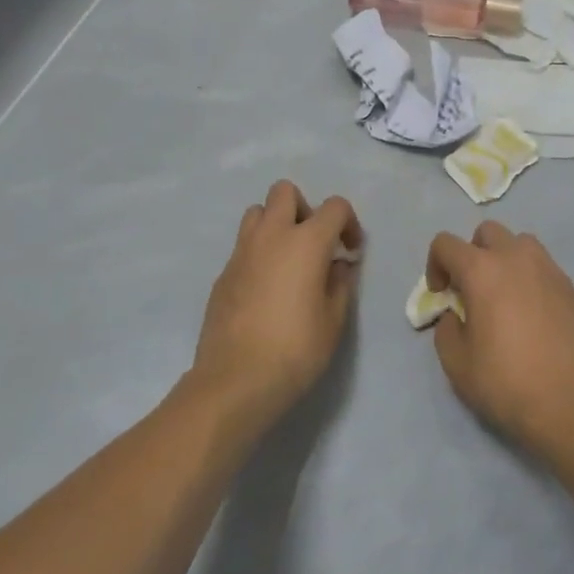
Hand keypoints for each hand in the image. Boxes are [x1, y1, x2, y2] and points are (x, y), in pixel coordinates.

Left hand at [190, 181, 361, 434]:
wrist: (235, 381)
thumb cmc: (295, 350)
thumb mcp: (334, 320)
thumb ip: (340, 284)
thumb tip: (336, 265)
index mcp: (305, 242)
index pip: (334, 206)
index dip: (349, 224)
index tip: (351, 252)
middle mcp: (271, 236)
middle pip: (285, 192)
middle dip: (304, 209)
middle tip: (314, 244)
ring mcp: (241, 253)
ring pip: (257, 212)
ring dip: (276, 225)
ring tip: (288, 260)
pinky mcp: (222, 274)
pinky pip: (243, 246)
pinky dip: (259, 253)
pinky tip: (266, 289)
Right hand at [424, 222, 573, 463]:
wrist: (572, 404)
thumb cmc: (507, 383)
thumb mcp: (457, 363)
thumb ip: (447, 328)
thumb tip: (457, 314)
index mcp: (482, 270)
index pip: (446, 243)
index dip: (435, 265)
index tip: (441, 295)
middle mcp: (516, 258)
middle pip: (487, 232)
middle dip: (472, 254)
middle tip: (472, 290)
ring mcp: (549, 269)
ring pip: (520, 243)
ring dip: (504, 259)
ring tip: (503, 296)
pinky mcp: (570, 287)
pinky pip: (543, 266)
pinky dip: (529, 277)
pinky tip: (531, 314)